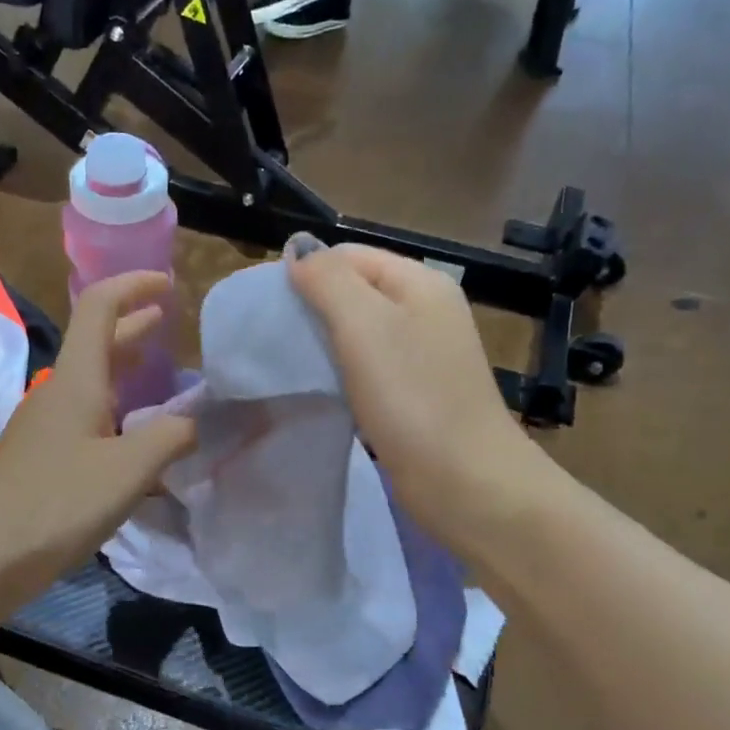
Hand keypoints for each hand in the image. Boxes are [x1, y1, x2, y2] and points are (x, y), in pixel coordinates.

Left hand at [0, 271, 196, 611]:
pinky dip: (116, 416)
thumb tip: (192, 423)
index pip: (99, 308)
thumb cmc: (56, 503)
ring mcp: (43, 429)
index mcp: (76, 382)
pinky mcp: (39, 462)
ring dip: (125, 374)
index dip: (132, 286)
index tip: (167, 283)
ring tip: (160, 380)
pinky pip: (85, 423)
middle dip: (133, 328)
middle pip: (95, 345)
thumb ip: (170, 438)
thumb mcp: (128, 470)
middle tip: (167, 322)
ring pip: (91, 387)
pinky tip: (136, 446)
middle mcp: (57, 395)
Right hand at [287, 240, 553, 559]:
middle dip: (311, 308)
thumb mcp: (364, 325)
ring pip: (359, 333)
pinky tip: (319, 389)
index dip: (305, 272)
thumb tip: (297, 248)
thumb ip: (328, 280)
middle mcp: (425, 311)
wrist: (464, 482)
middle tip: (271, 338)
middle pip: (354, 292)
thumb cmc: (412, 398)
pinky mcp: (415, 394)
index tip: (265, 308)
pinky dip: (340, 372)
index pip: (349, 255)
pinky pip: (368, 368)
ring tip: (287, 363)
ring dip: (322, 342)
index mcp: (420, 282)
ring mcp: (423, 355)